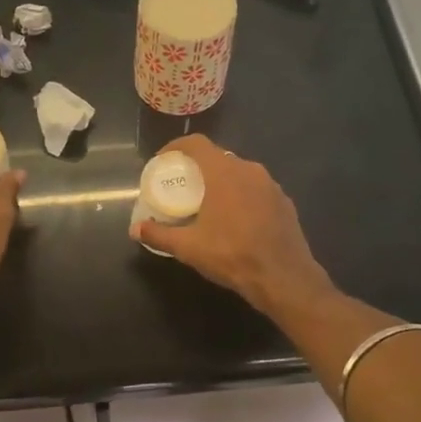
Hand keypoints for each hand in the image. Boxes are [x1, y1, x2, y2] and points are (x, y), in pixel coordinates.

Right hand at [130, 136, 333, 316]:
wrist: (283, 277)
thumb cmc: (232, 255)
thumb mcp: (189, 248)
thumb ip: (159, 234)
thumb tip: (135, 229)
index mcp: (224, 173)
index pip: (197, 144)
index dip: (177, 146)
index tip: (163, 160)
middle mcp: (249, 170)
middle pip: (219, 158)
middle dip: (199, 167)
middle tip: (185, 186)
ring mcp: (271, 185)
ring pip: (240, 173)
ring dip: (222, 182)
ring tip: (209, 203)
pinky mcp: (285, 202)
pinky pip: (257, 190)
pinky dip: (242, 196)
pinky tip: (236, 219)